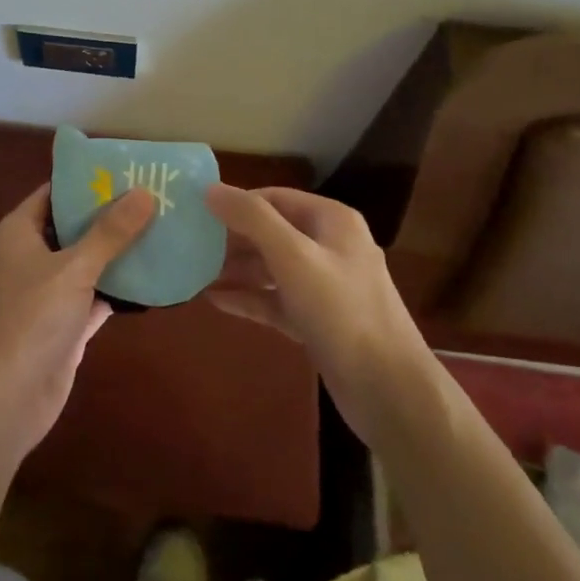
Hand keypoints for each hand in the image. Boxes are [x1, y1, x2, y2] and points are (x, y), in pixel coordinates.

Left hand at [0, 183, 154, 461]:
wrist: (3, 400)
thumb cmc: (30, 319)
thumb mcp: (73, 268)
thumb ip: (110, 232)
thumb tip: (144, 192)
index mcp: (19, 232)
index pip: (54, 193)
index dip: (87, 180)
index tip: (127, 169)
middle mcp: (30, 258)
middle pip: (73, 227)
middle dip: (110, 215)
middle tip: (155, 196)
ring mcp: (46, 294)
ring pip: (86, 263)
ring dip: (118, 252)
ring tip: (162, 228)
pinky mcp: (63, 326)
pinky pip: (94, 297)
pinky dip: (119, 289)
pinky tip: (154, 277)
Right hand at [205, 184, 427, 443]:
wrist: (389, 391)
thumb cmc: (341, 312)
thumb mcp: (294, 257)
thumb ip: (252, 219)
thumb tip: (210, 189)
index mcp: (331, 221)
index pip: (274, 198)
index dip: (236, 204)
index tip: (196, 215)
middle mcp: (330, 247)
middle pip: (271, 232)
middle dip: (232, 239)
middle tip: (189, 247)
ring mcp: (325, 287)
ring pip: (272, 268)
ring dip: (236, 270)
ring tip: (194, 273)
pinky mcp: (318, 322)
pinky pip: (276, 300)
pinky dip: (249, 299)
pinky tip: (215, 301)